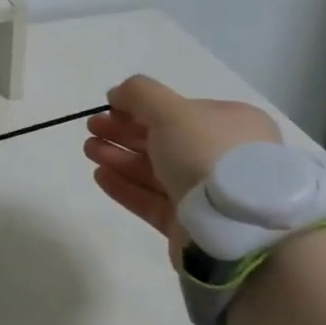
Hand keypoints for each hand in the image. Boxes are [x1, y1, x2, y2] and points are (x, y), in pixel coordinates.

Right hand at [83, 75, 280, 262]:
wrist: (236, 229)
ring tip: (89, 151)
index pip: (178, 111)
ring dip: (119, 158)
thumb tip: (117, 95)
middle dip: (123, 132)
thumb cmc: (207, 155)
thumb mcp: (172, 110)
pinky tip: (100, 176)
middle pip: (163, 140)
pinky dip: (125, 187)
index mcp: (230, 125)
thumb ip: (139, 94)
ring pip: (155, 171)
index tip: (107, 110)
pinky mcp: (190, 225)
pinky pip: (152, 200)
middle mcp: (221, 157)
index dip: (139, 108)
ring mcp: (206, 194)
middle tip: (91, 129)